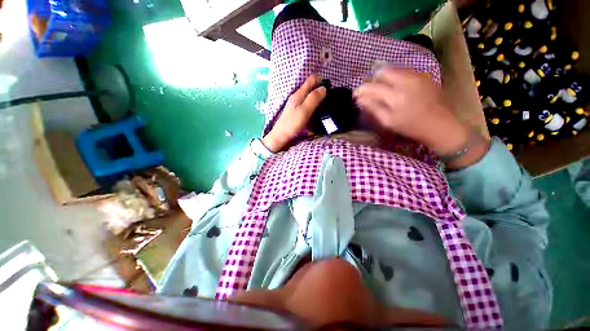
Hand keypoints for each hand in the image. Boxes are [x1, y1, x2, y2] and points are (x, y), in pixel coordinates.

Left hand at [263, 75, 326, 151]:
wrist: (281, 137)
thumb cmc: (293, 124)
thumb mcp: (305, 110)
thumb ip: (314, 98)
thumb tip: (324, 88)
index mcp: (299, 94)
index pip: (312, 79)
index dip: (321, 82)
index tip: (329, 91)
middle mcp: (297, 97)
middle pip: (311, 88)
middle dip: (321, 92)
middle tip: (329, 101)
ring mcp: (296, 105)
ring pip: (310, 97)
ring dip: (318, 100)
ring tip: (325, 108)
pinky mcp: (297, 112)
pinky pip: (308, 106)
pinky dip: (314, 108)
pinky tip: (317, 114)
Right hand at [354, 68, 487, 167]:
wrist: (440, 124)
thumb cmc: (410, 127)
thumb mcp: (388, 121)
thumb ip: (373, 108)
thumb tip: (360, 99)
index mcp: (395, 96)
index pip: (371, 86)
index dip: (361, 89)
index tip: (356, 95)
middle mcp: (406, 81)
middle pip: (383, 71)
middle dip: (373, 80)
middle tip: (372, 91)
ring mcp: (417, 76)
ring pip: (394, 69)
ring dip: (385, 78)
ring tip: (384, 90)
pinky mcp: (424, 75)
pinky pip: (405, 71)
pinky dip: (397, 77)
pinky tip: (398, 88)